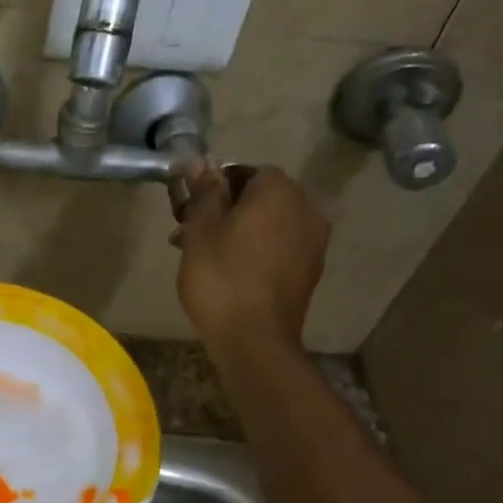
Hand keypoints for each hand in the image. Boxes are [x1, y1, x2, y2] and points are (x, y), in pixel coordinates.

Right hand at [174, 162, 329, 347]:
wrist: (255, 340)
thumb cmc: (221, 278)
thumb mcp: (201, 231)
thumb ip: (204, 192)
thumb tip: (199, 162)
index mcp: (278, 192)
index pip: (246, 171)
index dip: (215, 188)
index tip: (189, 211)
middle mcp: (305, 209)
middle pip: (260, 198)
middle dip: (226, 211)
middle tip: (190, 236)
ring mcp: (313, 242)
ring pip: (269, 225)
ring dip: (239, 233)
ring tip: (206, 259)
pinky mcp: (310, 271)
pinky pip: (279, 248)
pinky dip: (256, 252)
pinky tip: (231, 274)